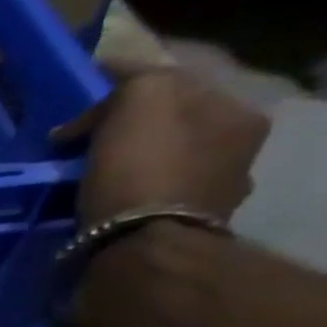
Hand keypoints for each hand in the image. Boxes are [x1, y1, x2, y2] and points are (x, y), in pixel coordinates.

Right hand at [53, 65, 270, 225]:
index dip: (130, 93)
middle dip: (134, 134)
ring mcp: (212, 202)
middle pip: (175, 130)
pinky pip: (147, 208)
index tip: (86, 111)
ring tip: (88, 182)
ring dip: (129, 171)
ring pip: (162, 170)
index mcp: (241, 114)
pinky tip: (101, 210)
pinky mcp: (178, 239)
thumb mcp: (143, 97)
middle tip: (86, 146)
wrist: (139, 249)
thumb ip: (134, 77)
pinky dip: (125, 204)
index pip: (181, 87)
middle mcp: (240, 155)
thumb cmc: (144, 168)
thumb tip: (107, 92)